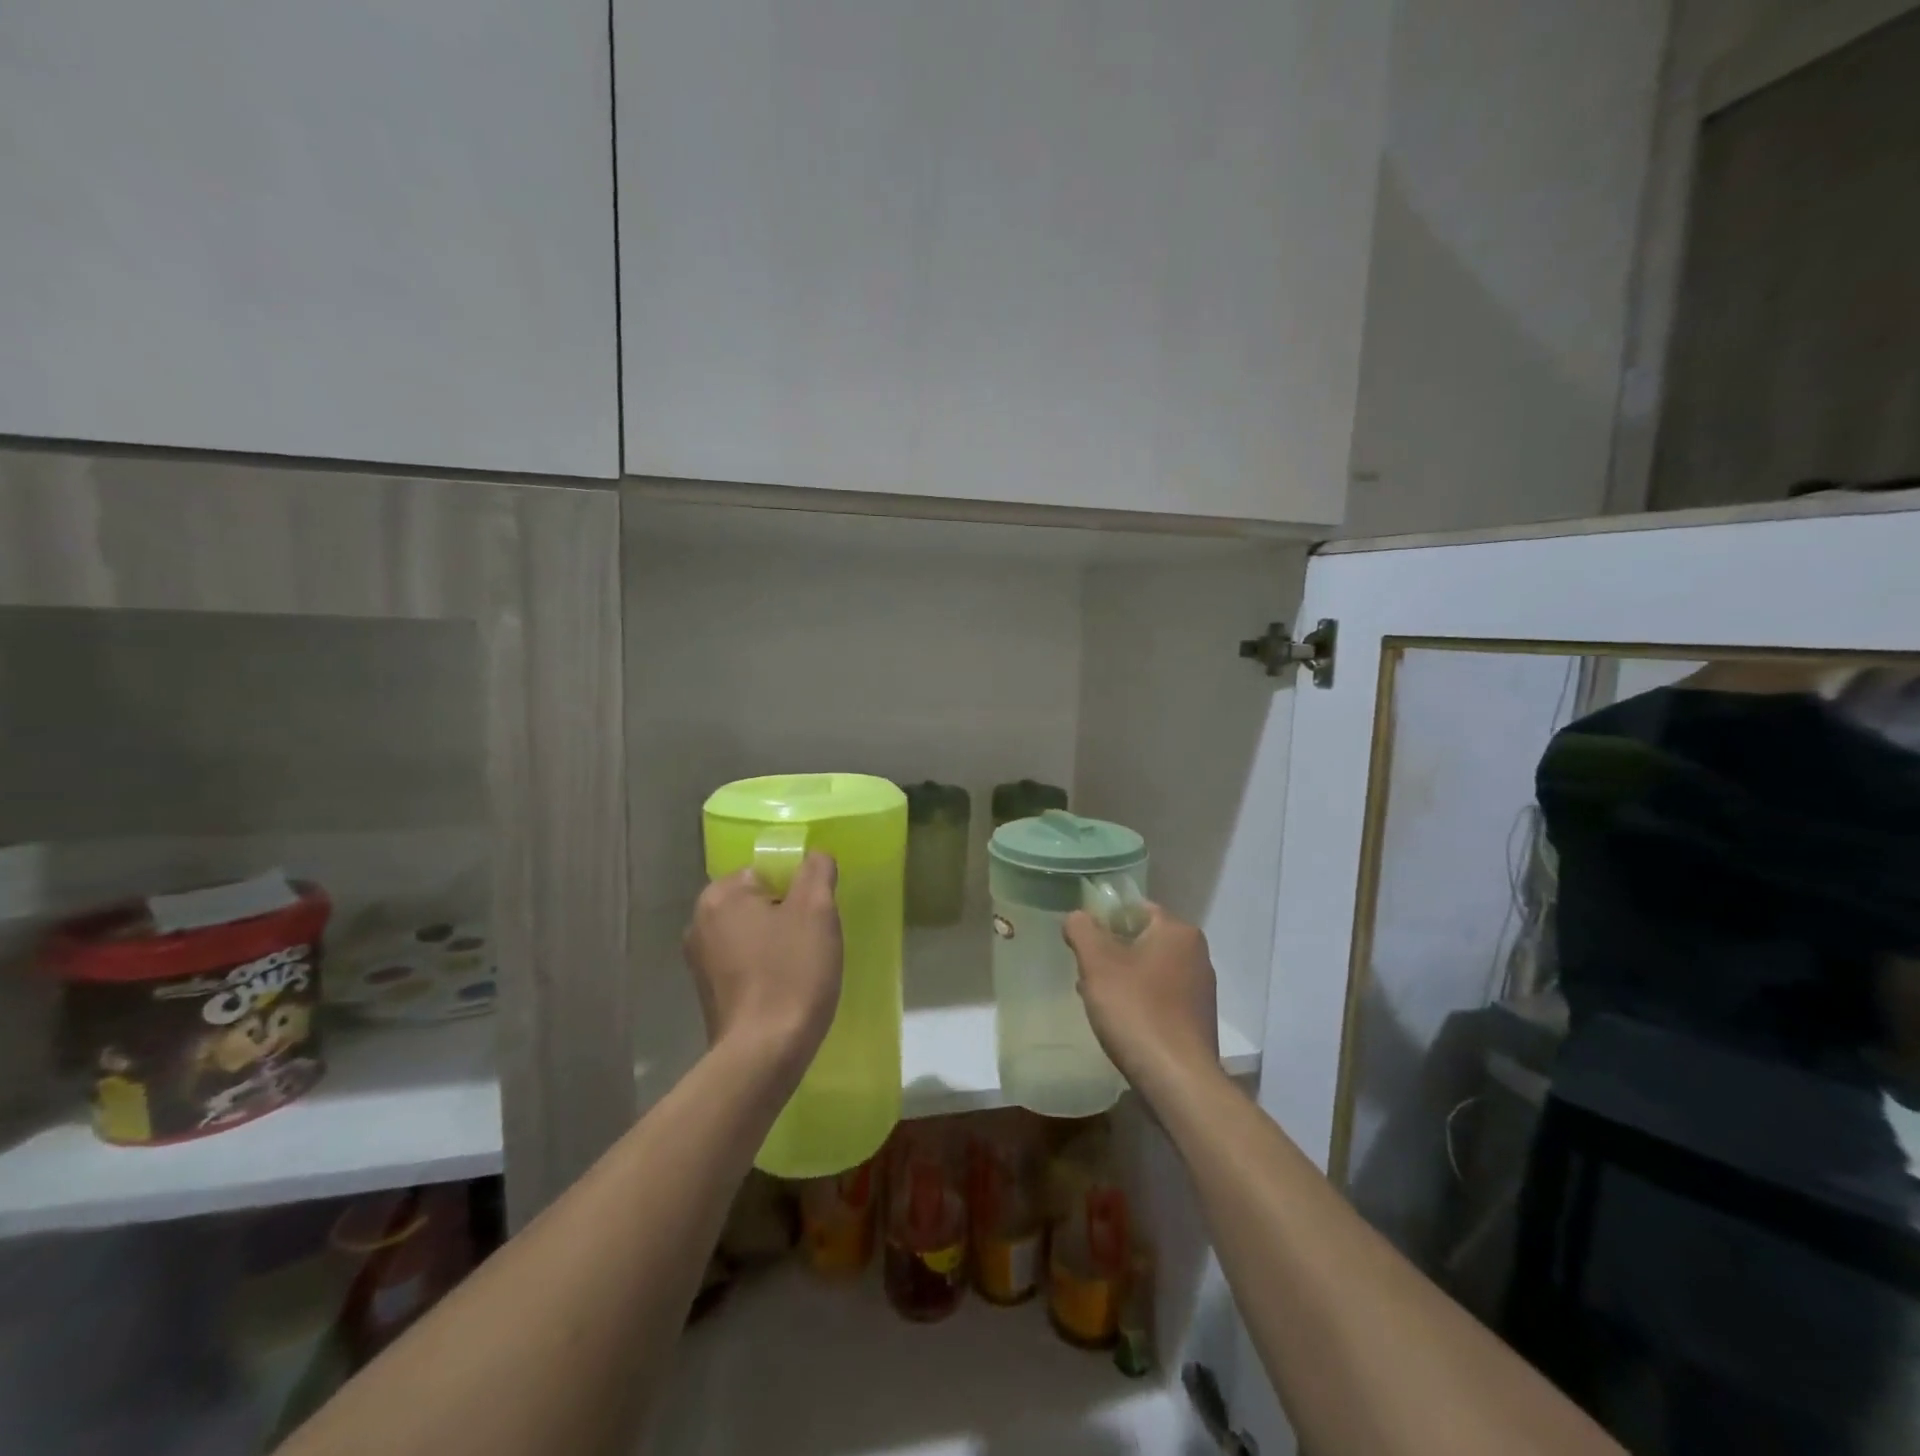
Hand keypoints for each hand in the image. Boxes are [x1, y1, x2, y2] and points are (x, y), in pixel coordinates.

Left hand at [683, 852, 842, 1073]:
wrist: (764, 1054)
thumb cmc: (791, 973)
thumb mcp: (816, 911)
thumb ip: (816, 871)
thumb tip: (815, 856)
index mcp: (720, 895)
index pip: (767, 871)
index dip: (797, 890)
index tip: (815, 917)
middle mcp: (699, 922)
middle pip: (758, 902)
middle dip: (787, 916)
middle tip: (812, 942)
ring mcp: (699, 961)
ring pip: (752, 934)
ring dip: (777, 944)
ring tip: (802, 969)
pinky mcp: (707, 993)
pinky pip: (744, 964)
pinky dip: (765, 969)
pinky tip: (784, 989)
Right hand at [1064, 904, 1218, 1092]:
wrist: (1177, 1080)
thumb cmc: (1136, 1011)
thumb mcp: (1097, 963)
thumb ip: (1082, 930)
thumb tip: (1077, 917)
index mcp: (1178, 931)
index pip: (1135, 908)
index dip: (1104, 921)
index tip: (1082, 944)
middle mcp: (1196, 953)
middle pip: (1141, 939)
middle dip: (1111, 953)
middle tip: (1085, 974)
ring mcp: (1200, 988)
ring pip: (1149, 969)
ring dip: (1122, 979)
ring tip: (1097, 1001)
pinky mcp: (1198, 1019)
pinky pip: (1161, 997)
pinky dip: (1139, 1002)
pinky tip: (1121, 1023)